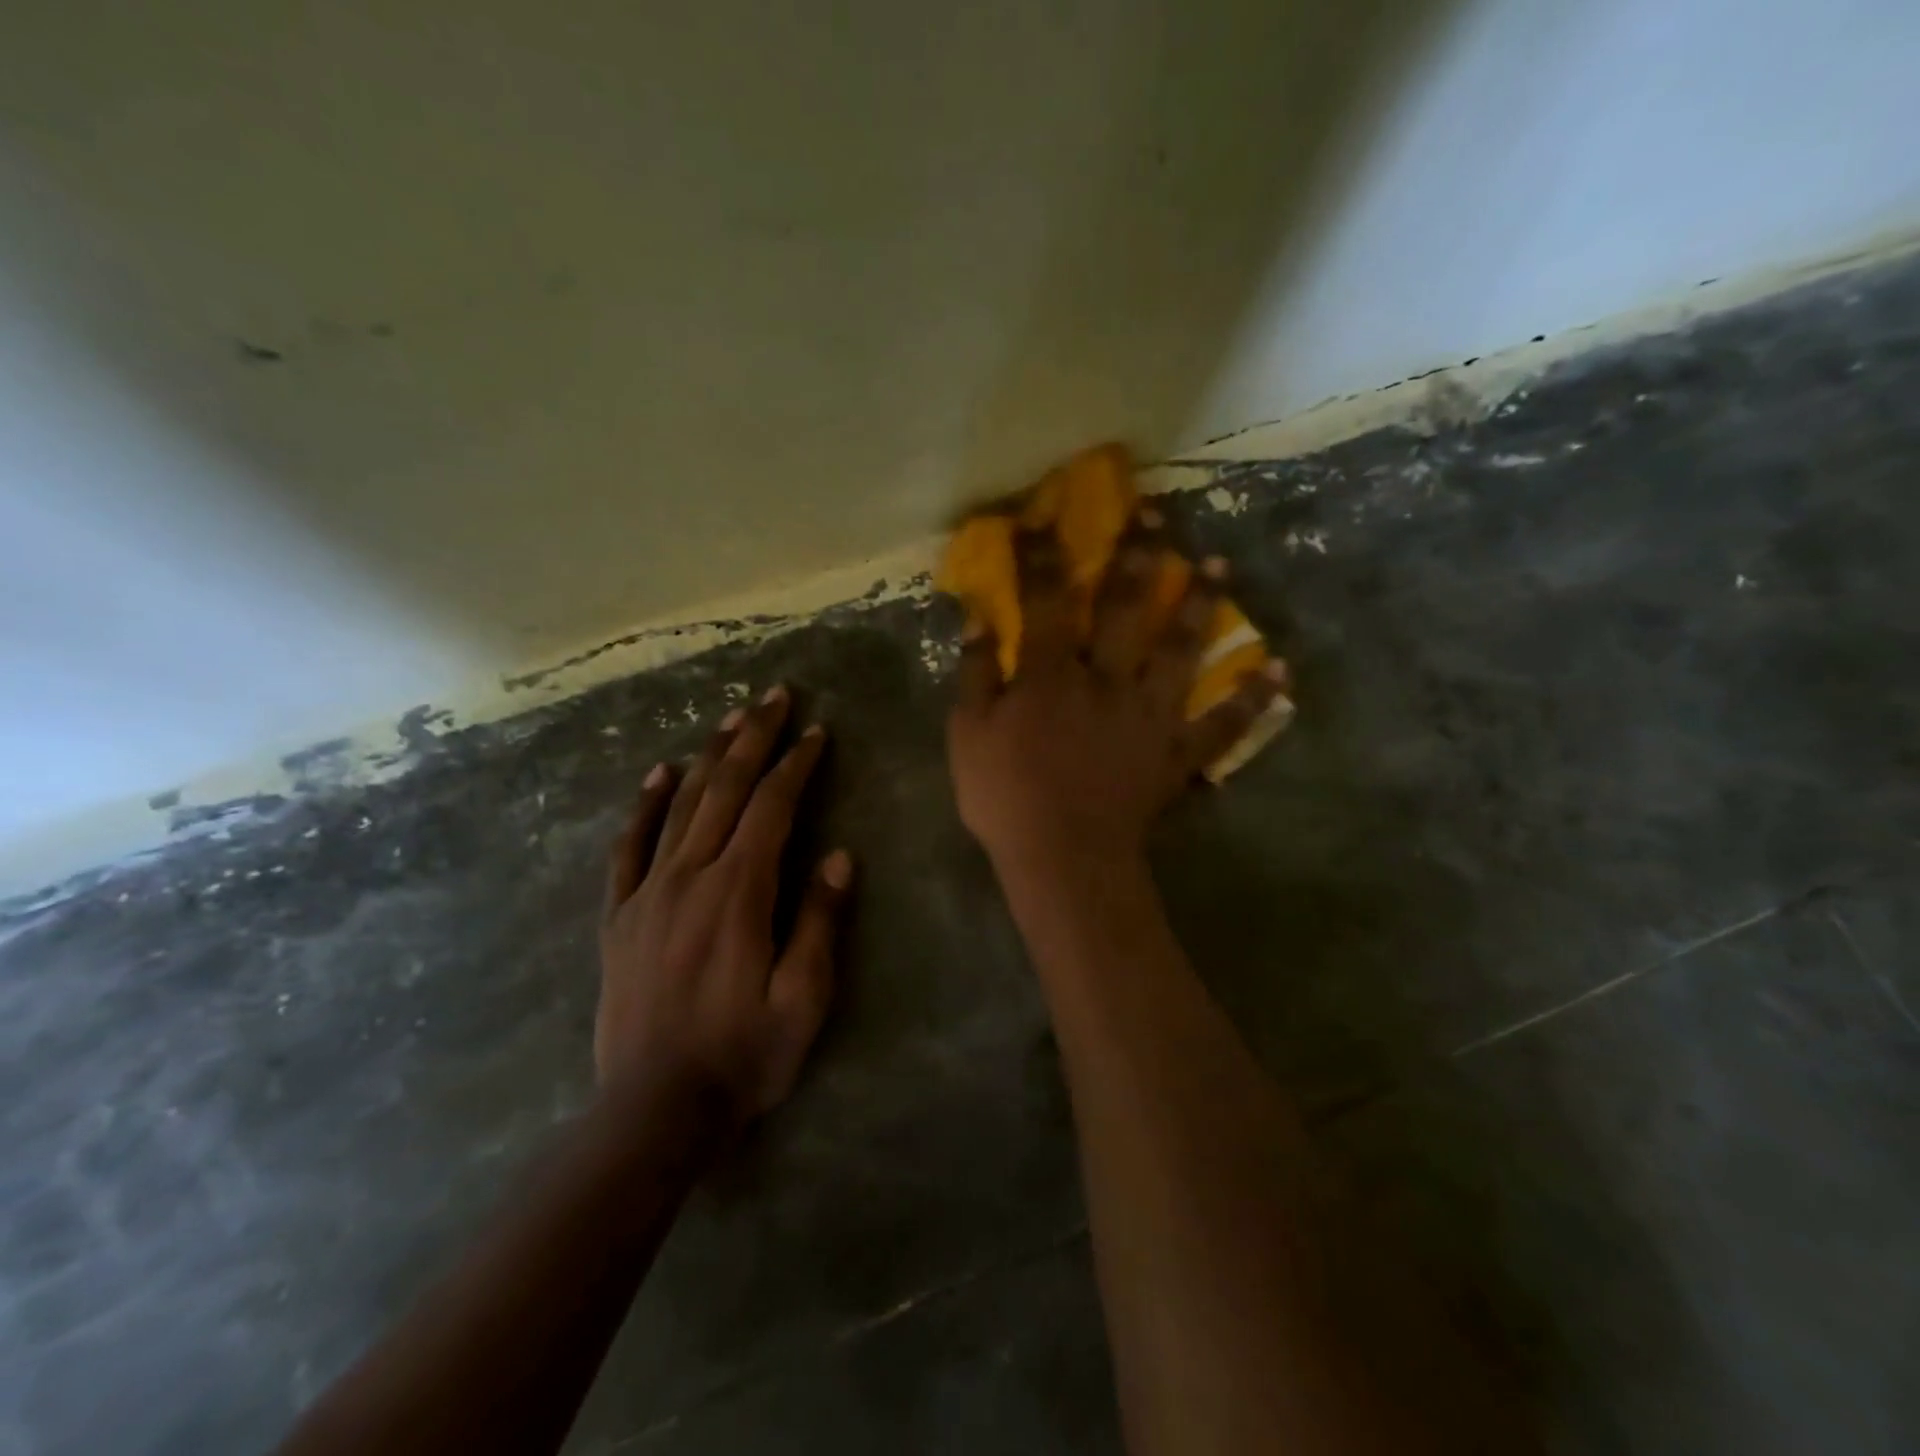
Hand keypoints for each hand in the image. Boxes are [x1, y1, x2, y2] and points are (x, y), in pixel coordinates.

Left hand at [597, 686, 851, 1128]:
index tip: (817, 732)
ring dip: (709, 757)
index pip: (772, 809)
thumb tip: (838, 855)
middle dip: (755, 739)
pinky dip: (643, 807)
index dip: (796, 766)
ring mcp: (648, 894)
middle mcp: (690, 878)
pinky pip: (629, 849)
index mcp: (739, 893)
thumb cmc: (743, 1056)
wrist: (653, 1111)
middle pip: (726, 791)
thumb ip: (820, 921)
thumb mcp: (803, 998)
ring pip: (681, 807)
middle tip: (775, 696)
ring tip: (731, 718)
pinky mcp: (620, 917)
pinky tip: (657, 774)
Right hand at [946, 509, 1284, 878]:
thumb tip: (980, 618)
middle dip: (1138, 555)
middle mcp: (1108, 680)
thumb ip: (976, 673)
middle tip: (1157, 513)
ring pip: (1182, 650)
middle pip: (1126, 608)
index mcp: (1052, 675)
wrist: (1063, 862)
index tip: (1043, 516)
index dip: (1042, 554)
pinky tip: (1278, 672)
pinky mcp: (1177, 754)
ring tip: (1221, 565)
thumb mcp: (967, 735)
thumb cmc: (1006, 798)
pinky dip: (1251, 700)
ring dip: (1202, 605)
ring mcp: (1150, 716)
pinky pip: (1221, 725)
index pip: (1046, 599)